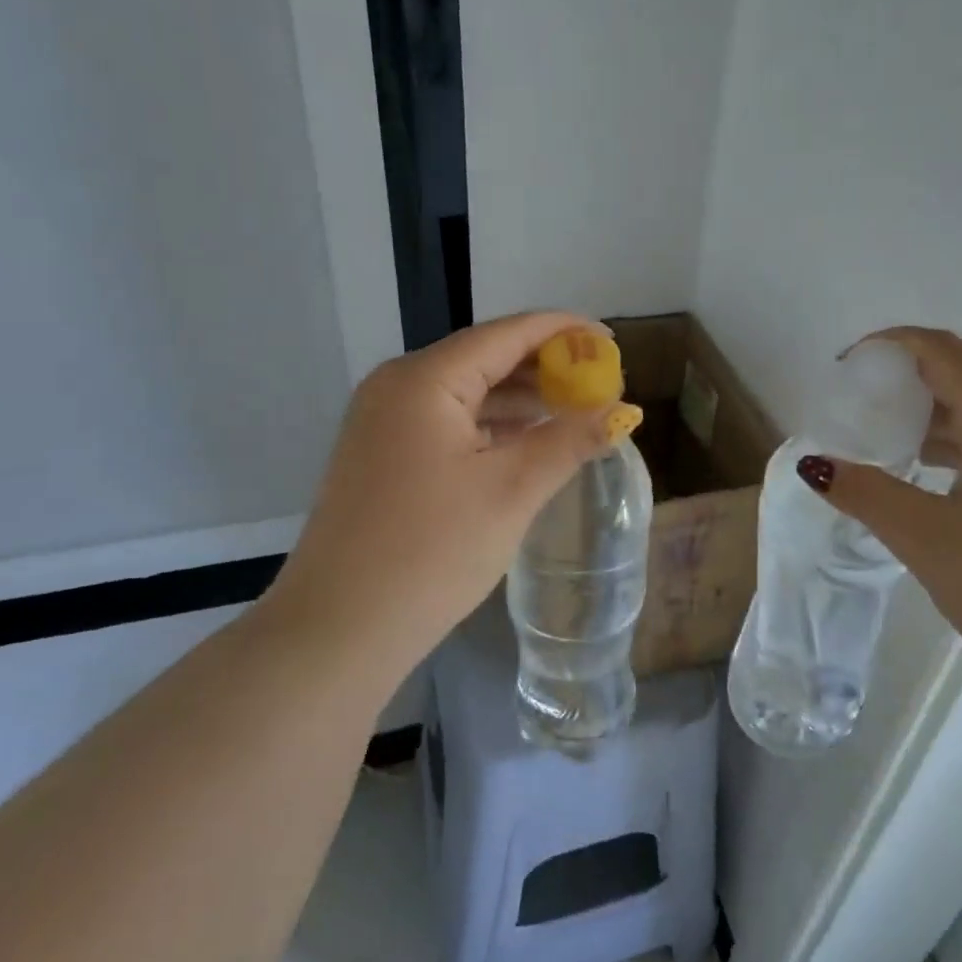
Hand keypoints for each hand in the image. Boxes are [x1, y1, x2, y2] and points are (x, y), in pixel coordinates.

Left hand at [267, 313, 629, 681]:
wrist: (339, 629)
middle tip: (601, 383)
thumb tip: (622, 410)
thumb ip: (569, 440)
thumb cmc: (430, 551)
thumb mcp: (512, 491)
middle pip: (485, 358)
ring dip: (521, 399)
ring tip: (577, 410)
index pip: (507, 333)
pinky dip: (493, 426)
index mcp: (425, 379)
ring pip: (468, 392)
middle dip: (546, 367)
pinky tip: (529, 441)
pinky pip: (449, 423)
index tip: (611, 341)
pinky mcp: (384, 455)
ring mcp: (385, 421)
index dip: (564, 331)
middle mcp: (398, 386)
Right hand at [800, 327, 961, 720]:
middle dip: (901, 389)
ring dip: (926, 428)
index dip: (888, 347)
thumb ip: (866, 494)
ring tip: (877, 452)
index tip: (842, 369)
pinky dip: (953, 460)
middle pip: (961, 383)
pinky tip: (927, 493)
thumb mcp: (929, 540)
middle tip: (850, 416)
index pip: (942, 351)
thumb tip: (813, 465)